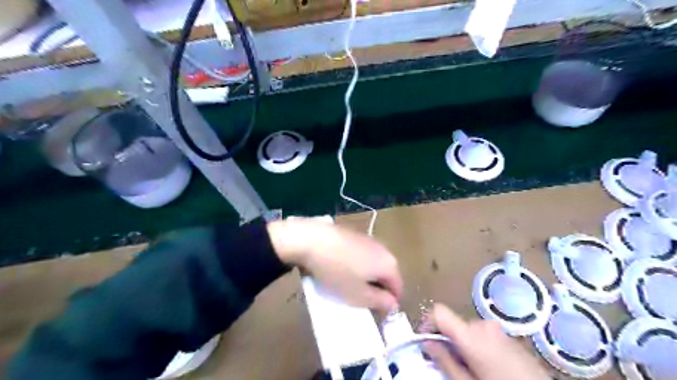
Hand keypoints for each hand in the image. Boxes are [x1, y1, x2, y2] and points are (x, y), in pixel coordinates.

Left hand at [266, 218, 399, 312]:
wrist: (311, 240)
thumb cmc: (337, 271)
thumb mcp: (358, 295)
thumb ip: (380, 301)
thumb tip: (393, 303)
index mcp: (389, 264)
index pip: (398, 289)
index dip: (389, 304)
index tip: (375, 314)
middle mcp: (383, 249)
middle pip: (386, 275)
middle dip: (377, 289)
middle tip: (360, 300)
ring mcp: (367, 239)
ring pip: (373, 264)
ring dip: (365, 277)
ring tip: (348, 285)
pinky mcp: (353, 234)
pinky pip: (361, 255)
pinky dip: (355, 264)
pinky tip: (339, 268)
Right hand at [422, 304, 548, 379]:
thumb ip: (445, 361)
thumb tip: (427, 343)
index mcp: (470, 335)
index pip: (439, 311)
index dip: (428, 323)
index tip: (426, 341)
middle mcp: (483, 325)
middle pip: (455, 324)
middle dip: (448, 341)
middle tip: (451, 364)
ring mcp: (499, 330)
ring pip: (469, 330)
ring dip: (464, 344)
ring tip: (472, 368)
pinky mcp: (510, 337)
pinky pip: (485, 334)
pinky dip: (479, 345)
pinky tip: (489, 367)